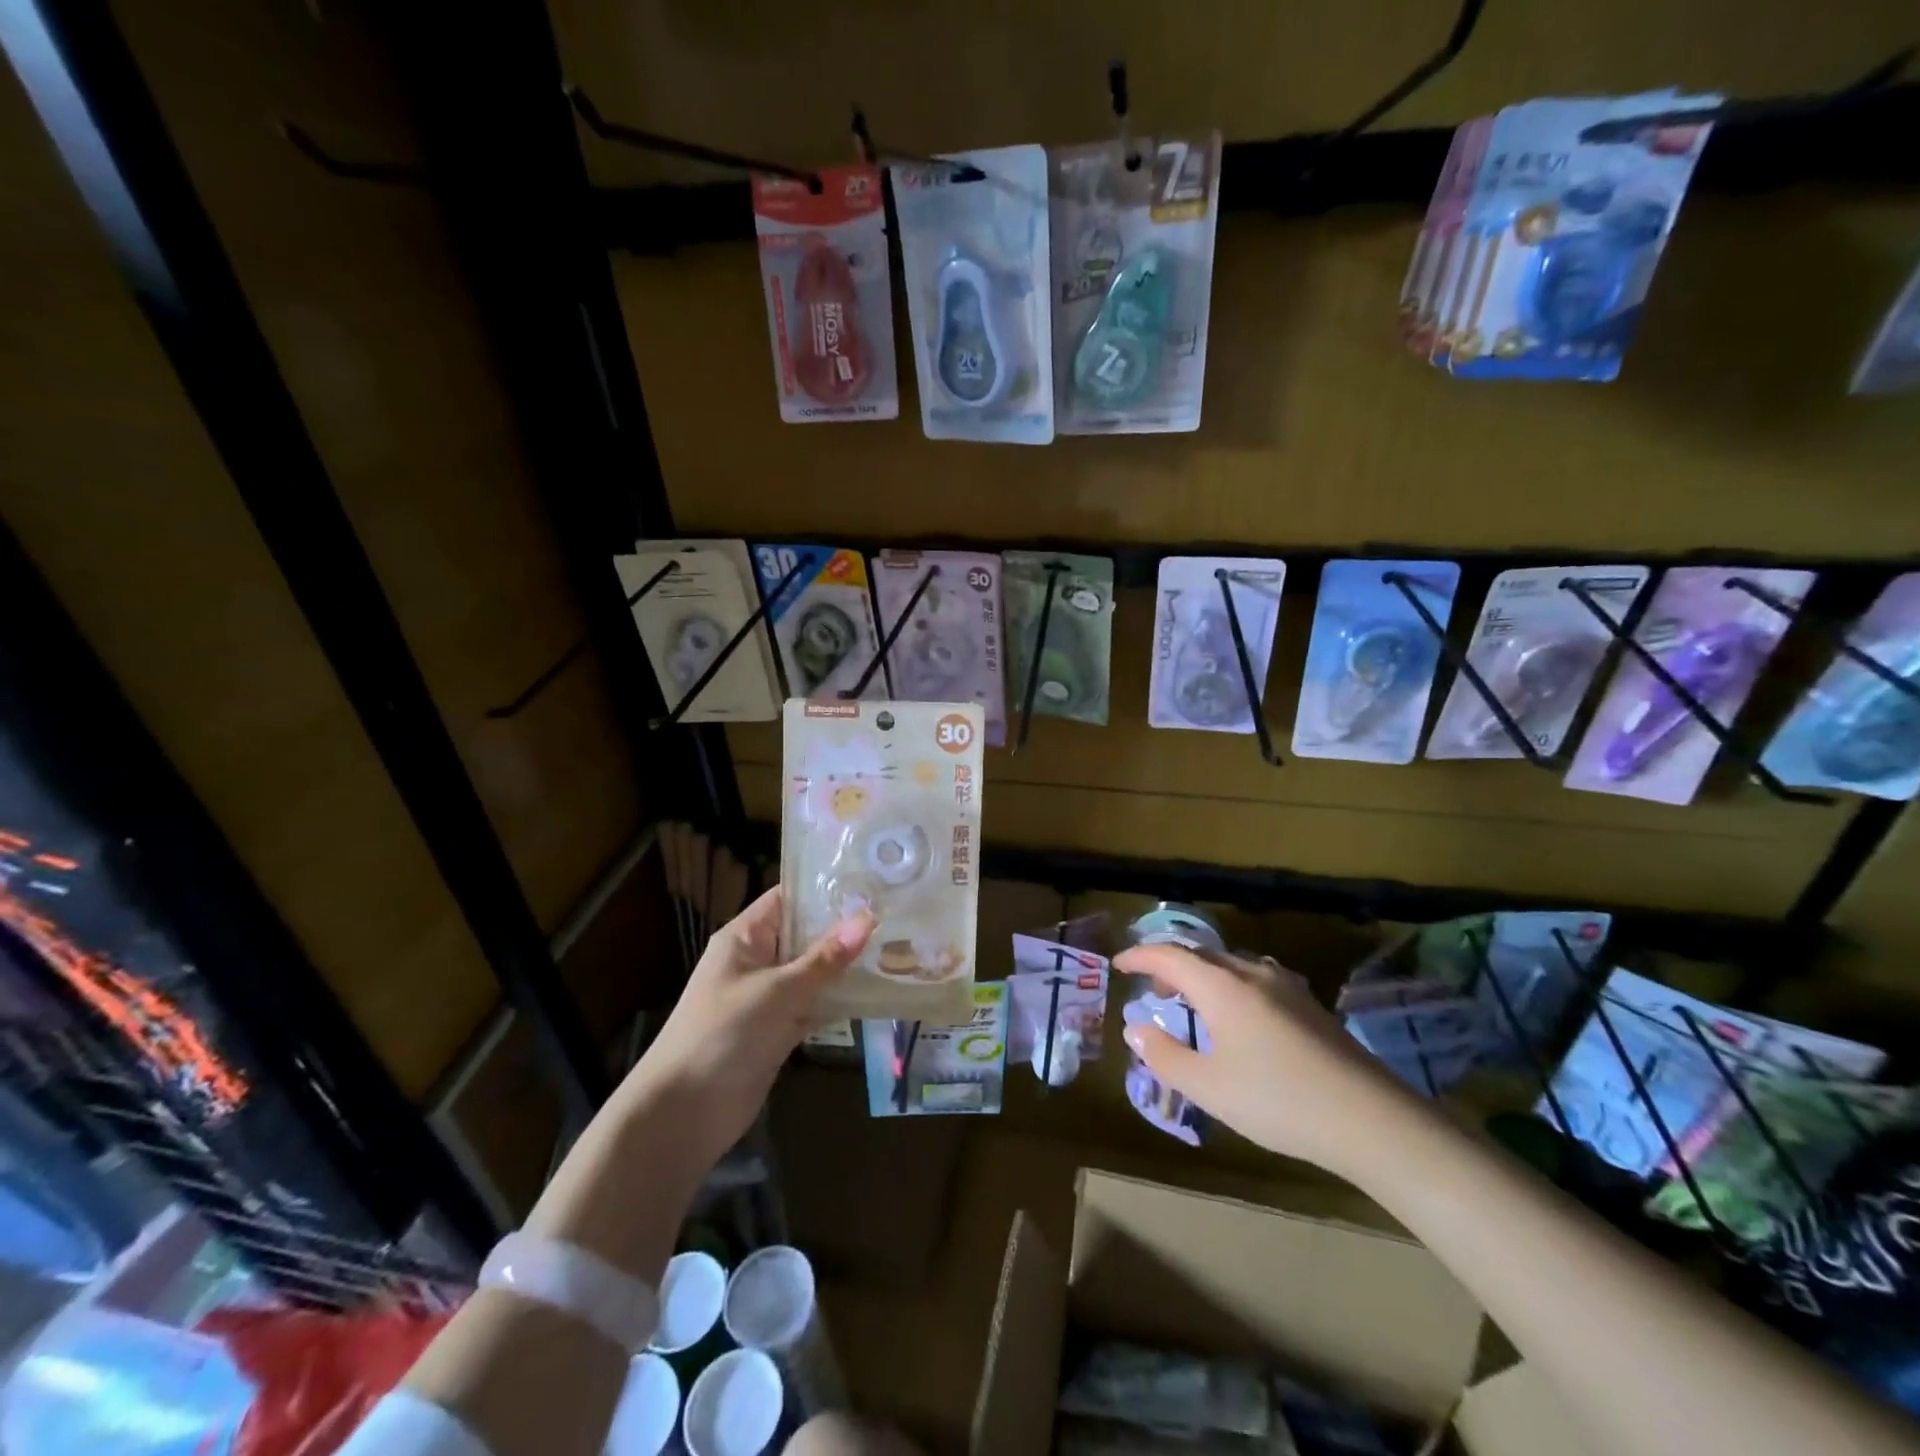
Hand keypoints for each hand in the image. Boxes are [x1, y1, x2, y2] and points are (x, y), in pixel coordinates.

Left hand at [621, 887, 872, 1175]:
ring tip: (898, 945)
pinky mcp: (780, 1030)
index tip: (871, 882)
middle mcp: (758, 961)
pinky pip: (815, 1005)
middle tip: (897, 913)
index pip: (788, 899)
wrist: (683, 1114)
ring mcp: (769, 997)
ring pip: (814, 972)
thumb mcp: (776, 991)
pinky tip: (878, 991)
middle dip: (846, 928)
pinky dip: (840, 1000)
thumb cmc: (721, 1034)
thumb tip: (867, 919)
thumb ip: (823, 959)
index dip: (825, 889)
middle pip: (806, 935)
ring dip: (847, 965)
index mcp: (745, 937)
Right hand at [1117, 943, 1417, 1180]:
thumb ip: (1165, 1056)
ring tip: (1192, 1000)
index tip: (1119, 965)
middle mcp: (1252, 974)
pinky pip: (1255, 979)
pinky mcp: (1310, 1005)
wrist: (1371, 1119)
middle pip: (1201, 955)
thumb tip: (1135, 1029)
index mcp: (1222, 987)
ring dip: (1203, 974)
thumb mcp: (1209, 1088)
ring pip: (1231, 965)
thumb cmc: (1278, 1101)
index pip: (1169, 955)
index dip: (1140, 956)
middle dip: (1170, 964)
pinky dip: (1230, 985)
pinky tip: (1239, 1015)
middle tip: (1151, 986)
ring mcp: (1286, 986)